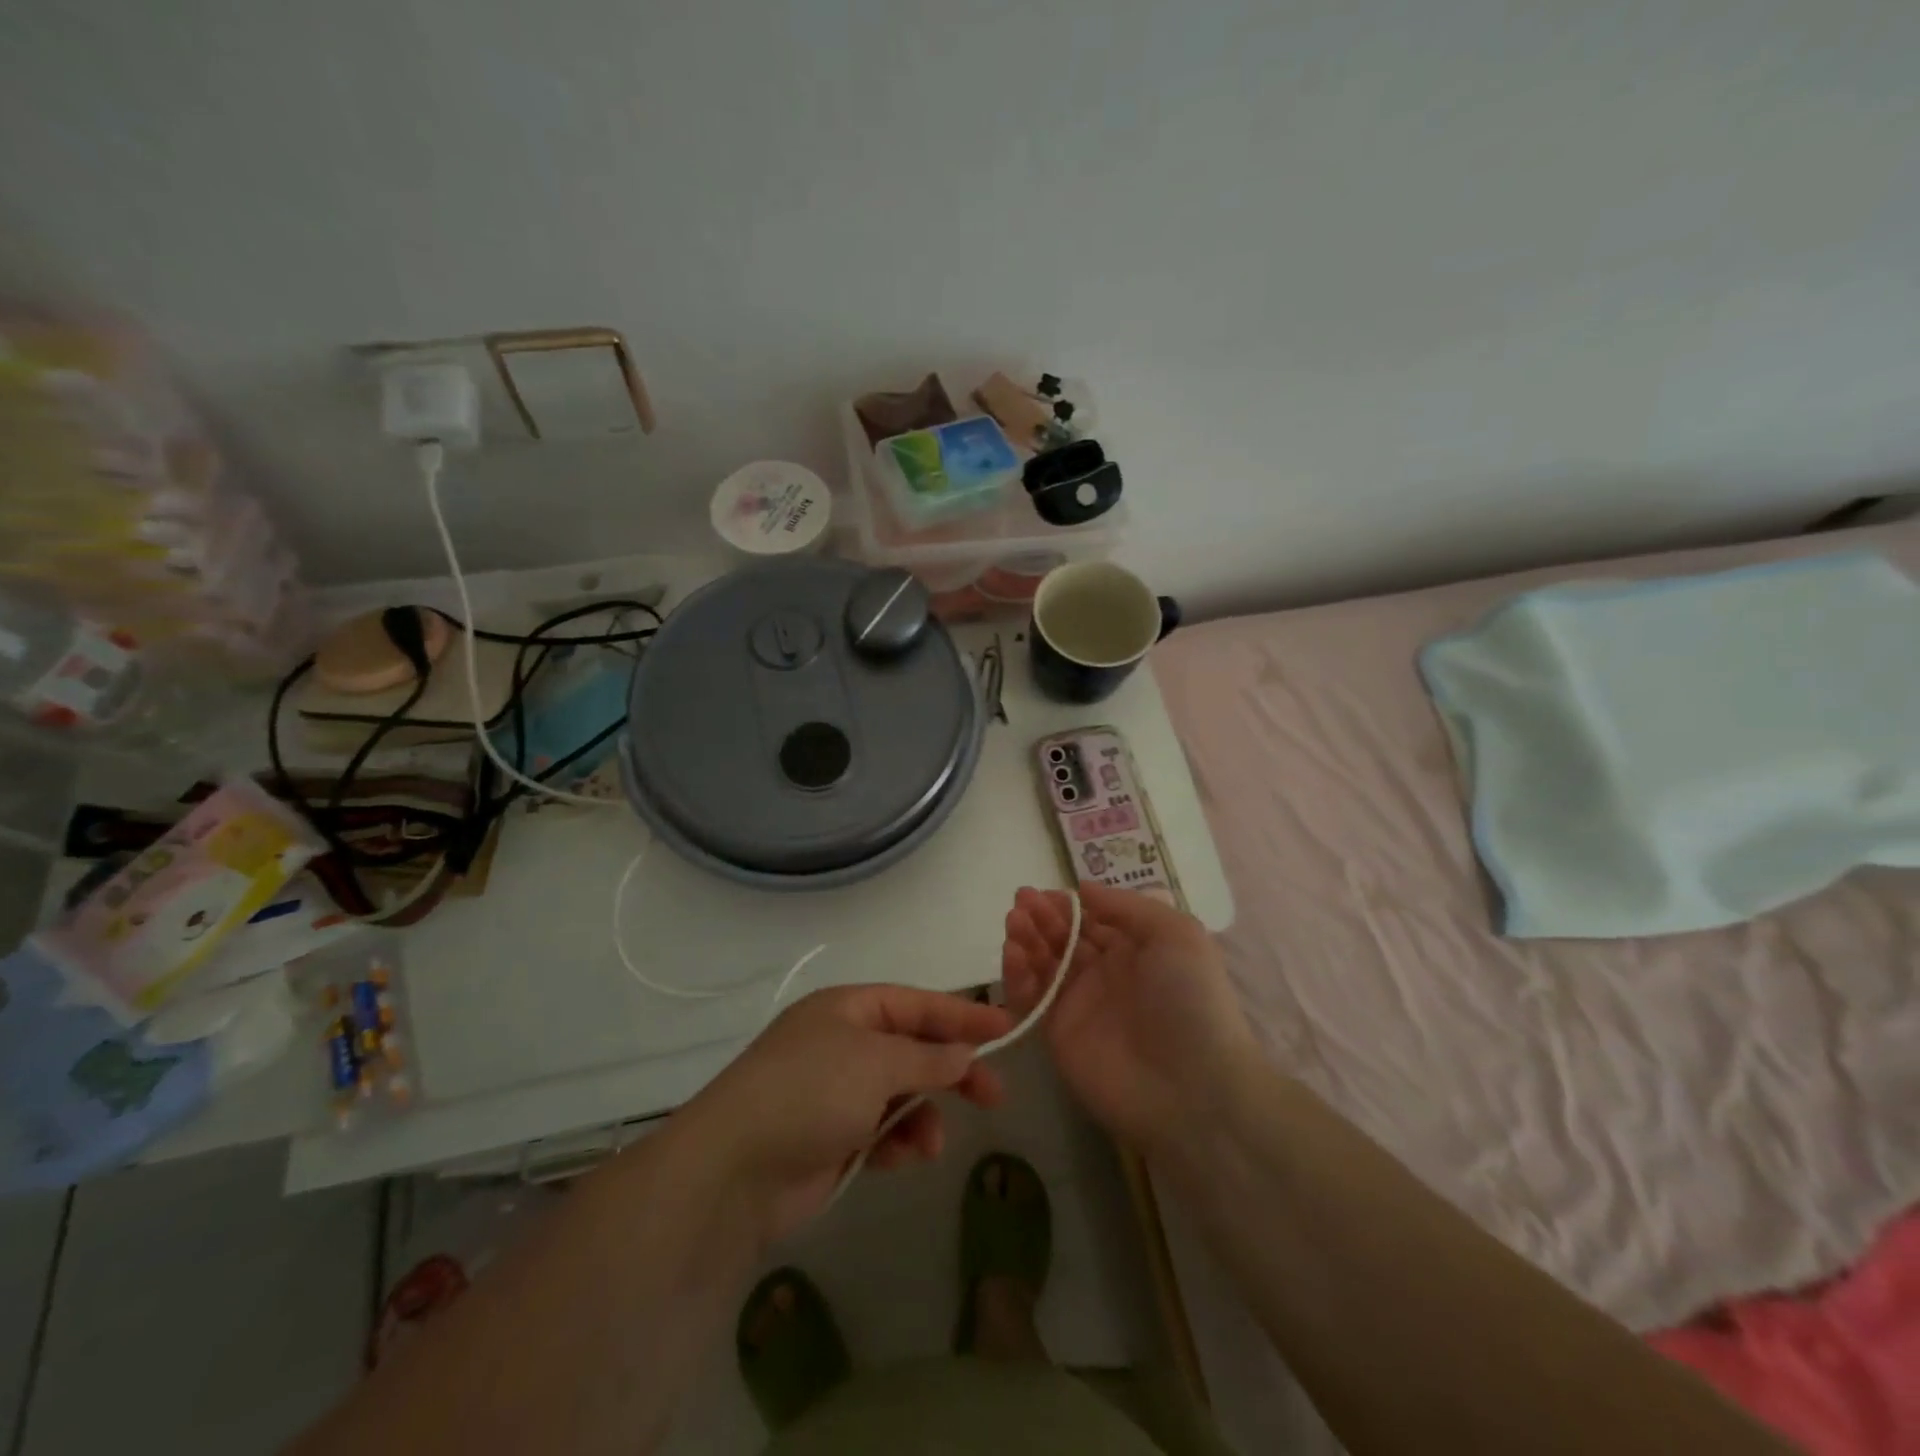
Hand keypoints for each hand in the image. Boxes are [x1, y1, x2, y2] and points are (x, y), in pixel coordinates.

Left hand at [680, 985, 1013, 1241]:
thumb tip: (963, 1053)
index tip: (1007, 1028)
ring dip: (923, 1115)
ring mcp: (836, 1090)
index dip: (962, 1015)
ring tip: (930, 1144)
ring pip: (902, 1093)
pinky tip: (904, 1158)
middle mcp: (844, 1042)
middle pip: (914, 1048)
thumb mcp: (875, 1062)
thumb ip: (926, 1056)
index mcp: (849, 1008)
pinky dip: (898, 1142)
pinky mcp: (833, 1136)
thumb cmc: (810, 1092)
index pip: (917, 1003)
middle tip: (994, 1095)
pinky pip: (882, 1130)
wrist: (734, 1169)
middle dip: (952, 1071)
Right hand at [1003, 881, 1257, 1152]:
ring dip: (1026, 938)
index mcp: (1135, 949)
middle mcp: (1105, 973)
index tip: (1046, 891)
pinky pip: (1031, 998)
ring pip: (1043, 963)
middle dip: (1042, 916)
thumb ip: (1126, 906)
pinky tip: (1013, 952)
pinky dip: (1018, 975)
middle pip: (1063, 937)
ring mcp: (1079, 1004)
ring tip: (1014, 920)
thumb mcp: (1175, 934)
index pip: (1092, 919)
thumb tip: (1082, 889)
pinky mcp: (1057, 1033)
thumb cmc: (1189, 999)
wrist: (1191, 1088)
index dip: (1068, 904)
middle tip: (1021, 900)